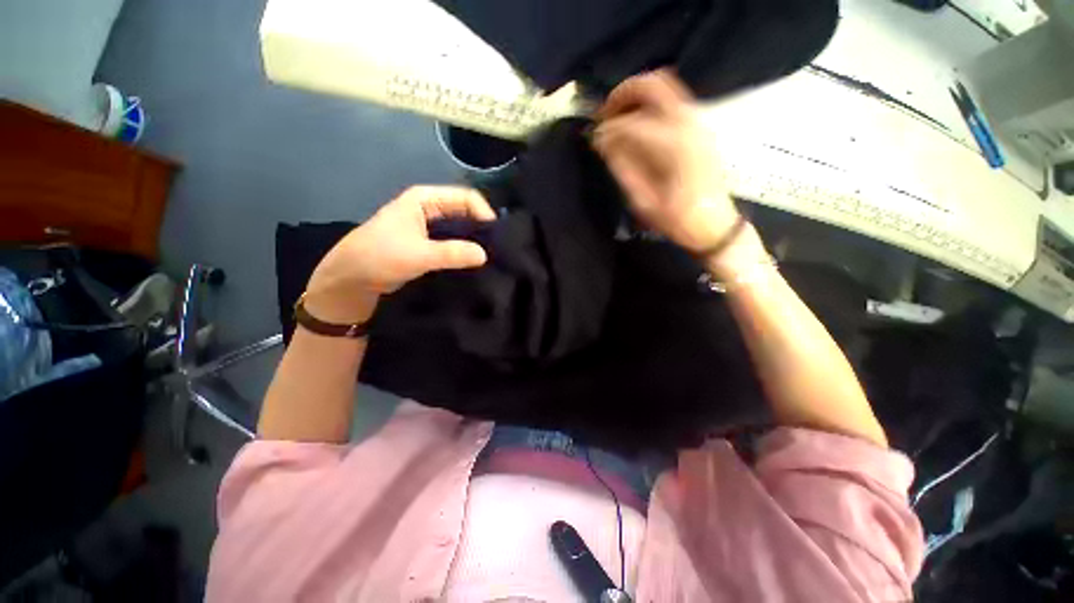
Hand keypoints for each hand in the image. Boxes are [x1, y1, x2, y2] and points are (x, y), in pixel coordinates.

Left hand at [304, 186, 495, 322]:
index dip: (483, 213)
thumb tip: (484, 255)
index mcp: (424, 199)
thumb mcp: (418, 254)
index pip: (465, 197)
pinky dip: (464, 250)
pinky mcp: (428, 243)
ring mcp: (428, 226)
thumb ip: (452, 253)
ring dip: (474, 240)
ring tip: (491, 256)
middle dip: (481, 227)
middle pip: (465, 211)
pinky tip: (475, 262)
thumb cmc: (379, 257)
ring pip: (460, 228)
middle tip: (498, 248)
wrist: (351, 279)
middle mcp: (428, 208)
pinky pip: (453, 242)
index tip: (496, 236)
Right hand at [593, 70, 740, 254]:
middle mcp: (688, 123)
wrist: (714, 224)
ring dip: (637, 96)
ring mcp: (697, 122)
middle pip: (653, 85)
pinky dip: (650, 104)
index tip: (594, 140)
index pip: (631, 124)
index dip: (608, 129)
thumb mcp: (643, 200)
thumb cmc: (676, 219)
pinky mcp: (700, 127)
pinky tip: (638, 125)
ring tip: (618, 117)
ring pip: (665, 87)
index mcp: (673, 145)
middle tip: (604, 113)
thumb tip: (603, 142)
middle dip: (623, 94)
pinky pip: (673, 100)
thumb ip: (623, 167)